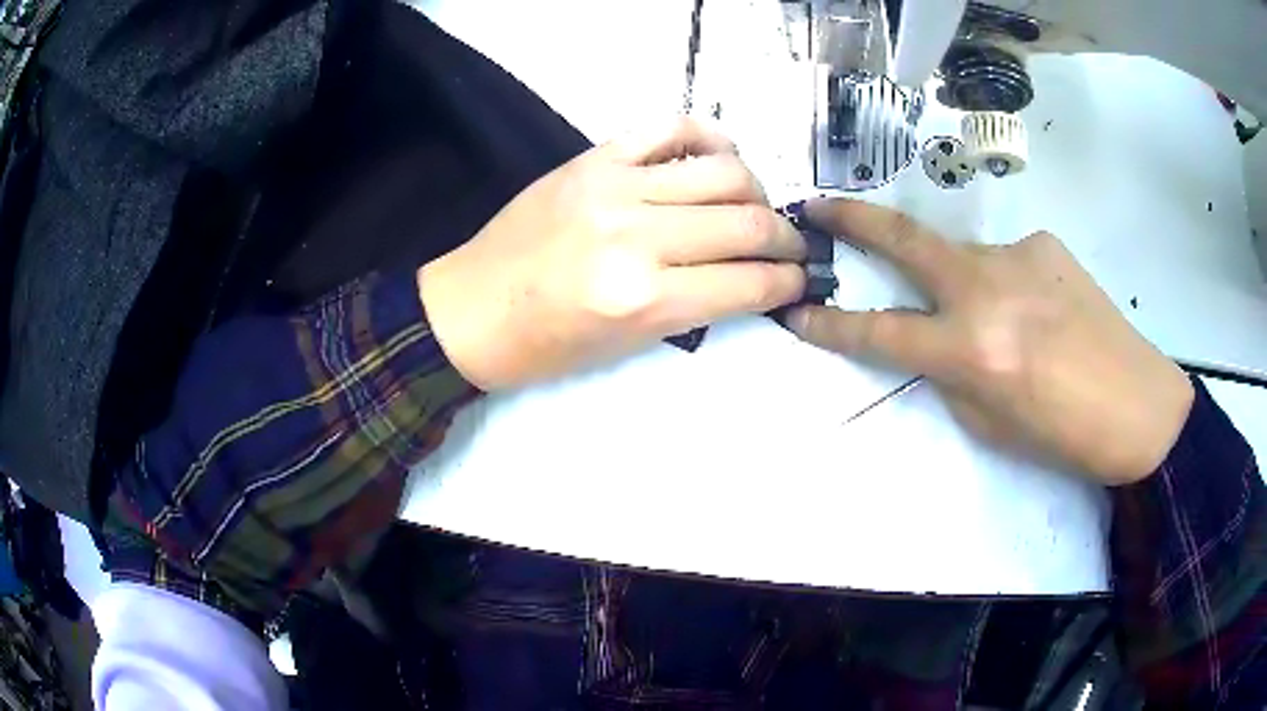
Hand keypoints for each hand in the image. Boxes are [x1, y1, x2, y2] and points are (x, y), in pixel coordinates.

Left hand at [420, 118, 806, 390]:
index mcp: (642, 299)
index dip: (787, 281)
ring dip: (757, 191)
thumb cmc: (544, 346)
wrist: (469, 310)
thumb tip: (749, 276)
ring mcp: (613, 186)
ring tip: (755, 207)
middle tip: (790, 247)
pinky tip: (720, 159)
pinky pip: (671, 128)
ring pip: (723, 171)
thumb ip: (695, 306)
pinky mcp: (593, 157)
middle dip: (785, 238)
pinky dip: (710, 139)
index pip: (749, 281)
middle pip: (746, 221)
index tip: (799, 278)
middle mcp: (635, 236)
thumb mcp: (627, 346)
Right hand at [787, 199, 1193, 485]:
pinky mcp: (1045, 244)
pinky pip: (1006, 260)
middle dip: (853, 219)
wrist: (1139, 405)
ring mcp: (1018, 255)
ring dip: (964, 284)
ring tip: (1006, 323)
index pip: (880, 331)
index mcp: (971, 349)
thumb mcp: (989, 424)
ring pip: (965, 258)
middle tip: (818, 206)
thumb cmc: (1064, 436)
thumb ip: (951, 374)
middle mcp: (986, 287)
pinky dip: (1007, 285)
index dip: (832, 325)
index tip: (798, 312)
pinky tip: (1042, 313)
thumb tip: (933, 341)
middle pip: (904, 239)